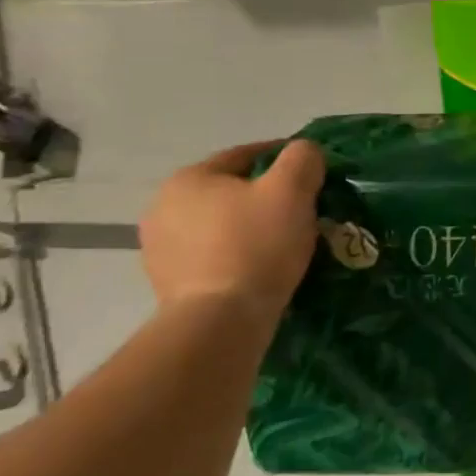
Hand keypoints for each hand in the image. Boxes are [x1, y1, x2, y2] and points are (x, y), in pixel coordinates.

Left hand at [139, 141, 325, 324]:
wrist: (220, 322)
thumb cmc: (255, 245)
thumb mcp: (291, 189)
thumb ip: (302, 158)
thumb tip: (304, 153)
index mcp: (188, 179)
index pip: (246, 155)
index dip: (285, 159)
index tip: (314, 173)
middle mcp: (163, 208)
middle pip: (232, 191)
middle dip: (267, 196)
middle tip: (304, 209)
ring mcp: (161, 249)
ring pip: (223, 225)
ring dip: (252, 227)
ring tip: (288, 241)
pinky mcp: (169, 284)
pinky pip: (214, 256)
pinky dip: (239, 254)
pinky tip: (264, 267)